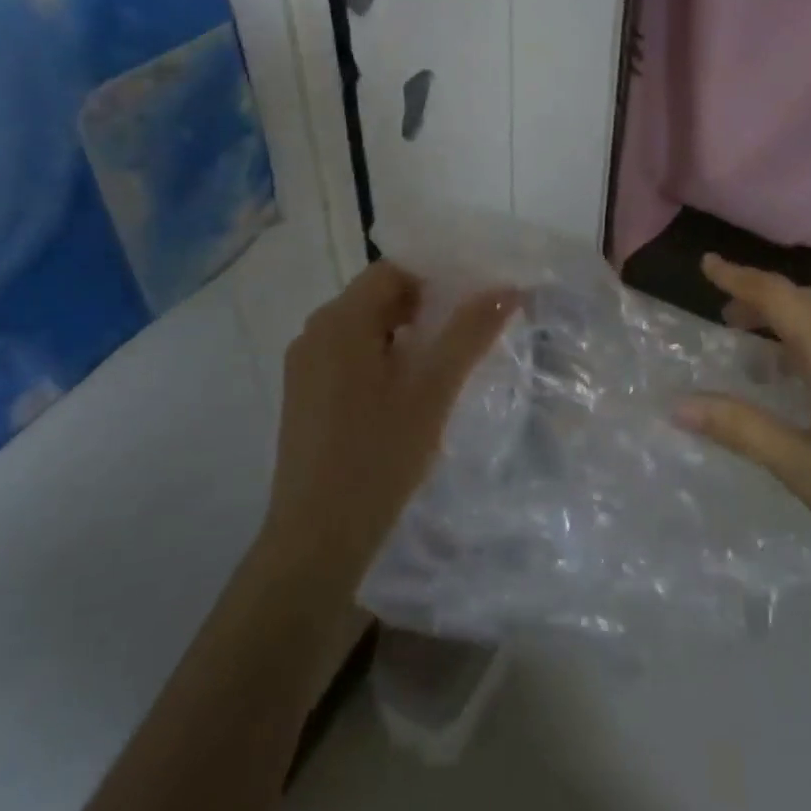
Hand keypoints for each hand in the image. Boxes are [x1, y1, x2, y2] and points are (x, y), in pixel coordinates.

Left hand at [262, 262, 518, 580]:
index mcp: (340, 320)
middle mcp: (315, 332)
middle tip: (467, 331)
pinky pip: (349, 356)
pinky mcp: (304, 396)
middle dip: (425, 307)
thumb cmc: (378, 456)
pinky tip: (410, 391)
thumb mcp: (434, 390)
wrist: (316, 540)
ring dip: (405, 334)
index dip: (436, 277)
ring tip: (445, 362)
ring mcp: (305, 366)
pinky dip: (383, 358)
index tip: (473, 299)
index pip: (393, 270)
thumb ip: (470, 333)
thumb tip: (507, 289)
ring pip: (365, 328)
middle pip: (377, 297)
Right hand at [676, 255, 810, 612]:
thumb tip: (678, 405)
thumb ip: (740, 428)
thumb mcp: (803, 470)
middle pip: (806, 300)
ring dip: (791, 318)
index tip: (707, 264)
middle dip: (762, 299)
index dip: (739, 277)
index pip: (780, 297)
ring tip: (758, 345)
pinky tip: (808, 372)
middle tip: (725, 315)